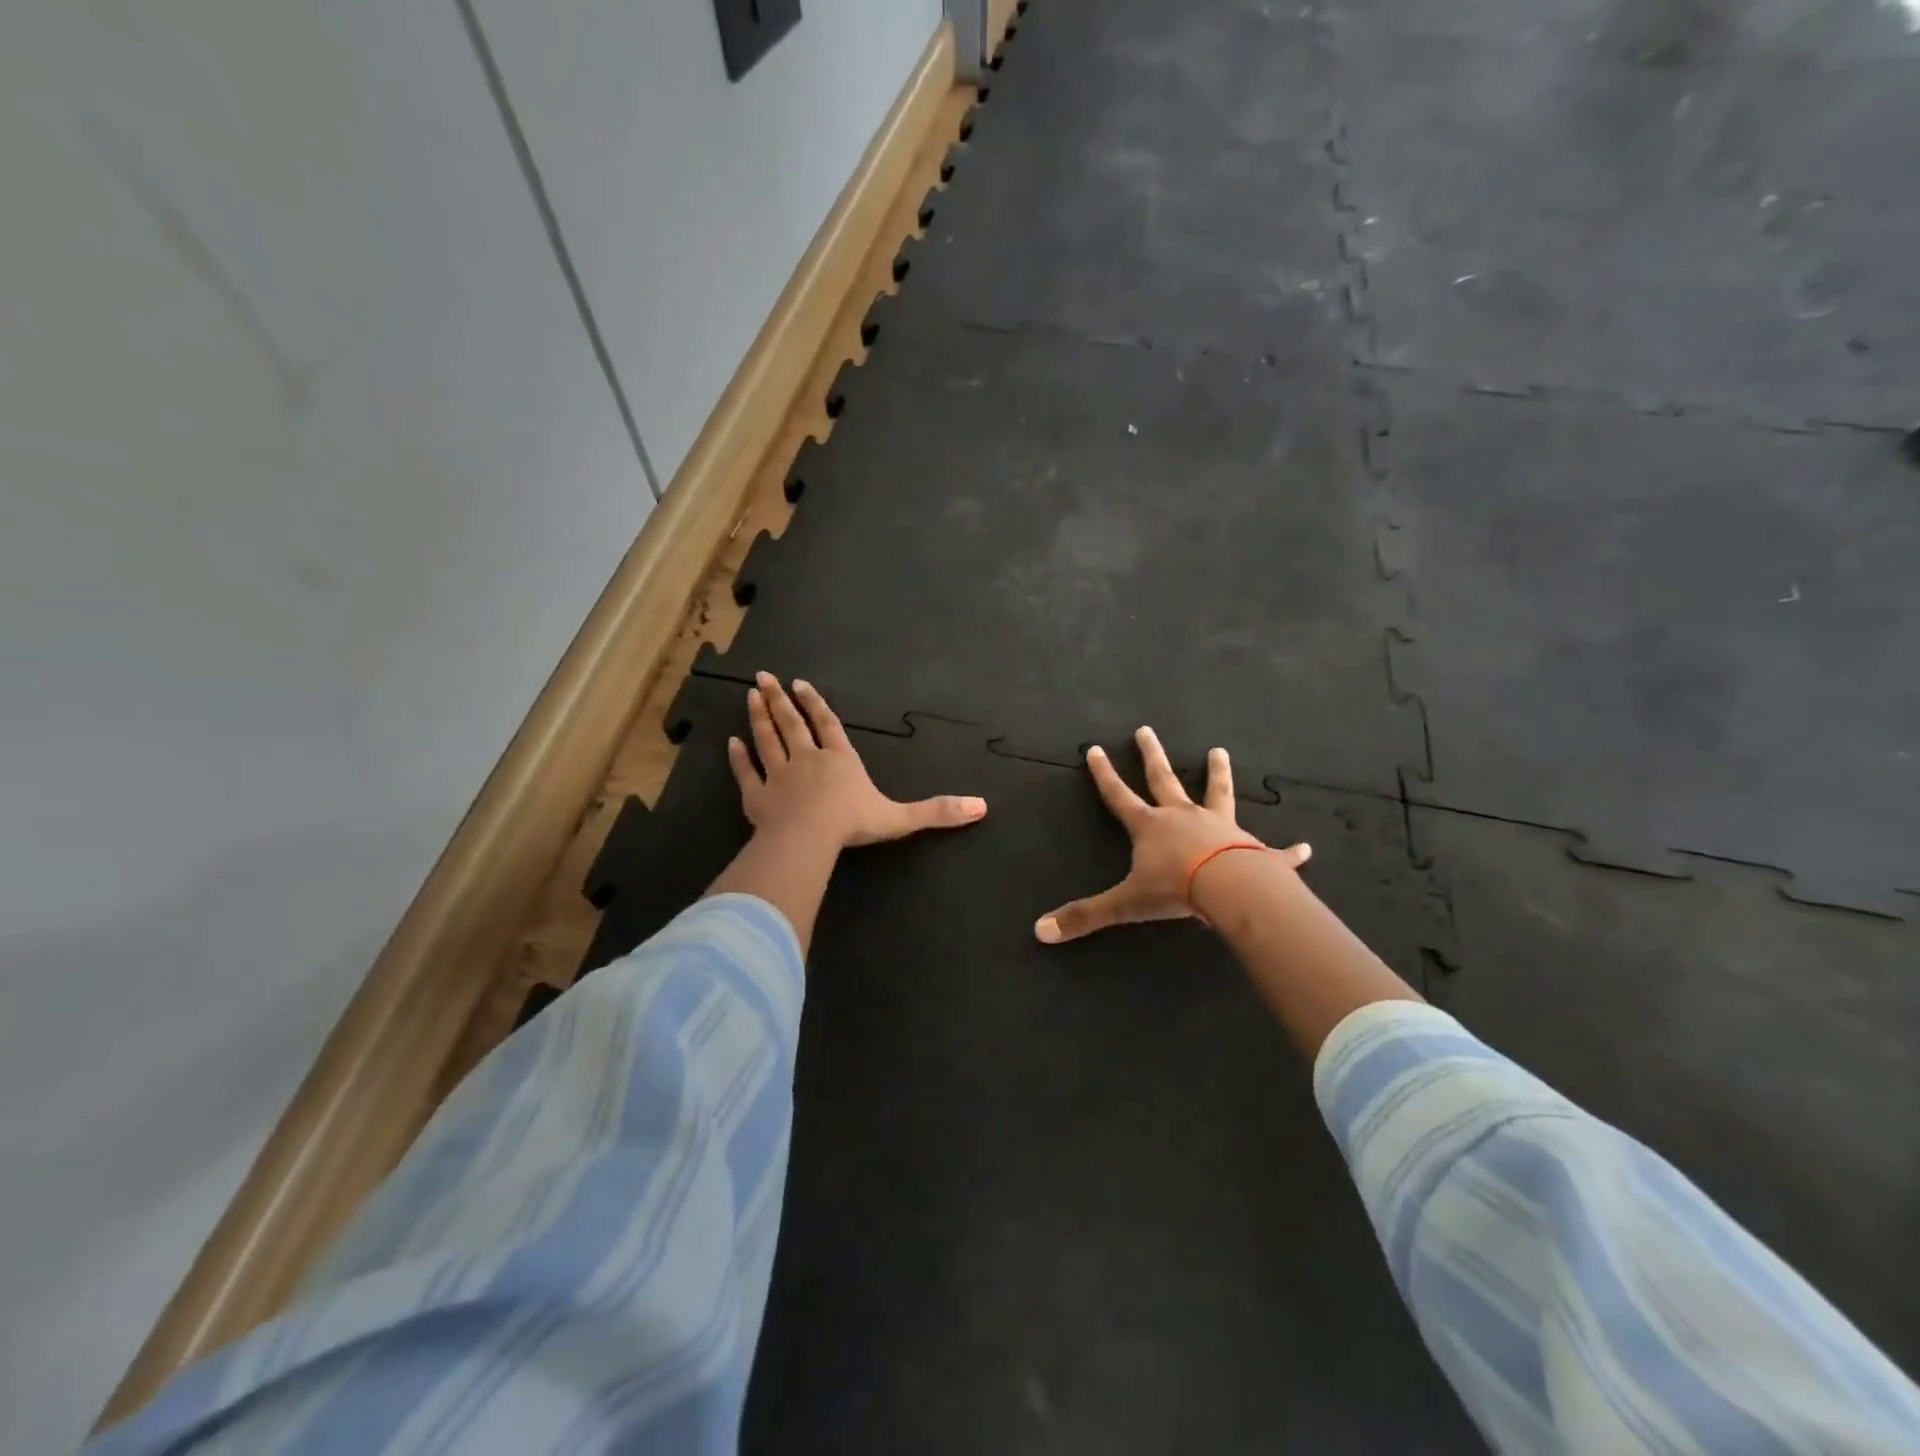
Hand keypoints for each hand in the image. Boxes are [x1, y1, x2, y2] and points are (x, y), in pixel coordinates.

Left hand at [729, 673, 986, 848]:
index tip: (799, 684)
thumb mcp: (900, 817)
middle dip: (779, 700)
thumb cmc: (853, 823)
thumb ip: (937, 811)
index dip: (815, 704)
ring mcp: (778, 777)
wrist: (808, 839)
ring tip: (750, 696)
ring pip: (766, 741)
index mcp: (839, 760)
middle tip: (763, 677)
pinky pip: (746, 774)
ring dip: (758, 718)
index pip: (827, 725)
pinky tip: (730, 743)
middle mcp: (807, 761)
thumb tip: (982, 807)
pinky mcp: (757, 799)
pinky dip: (738, 759)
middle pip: (791, 724)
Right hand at [1035, 726, 1309, 943]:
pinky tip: (1306, 848)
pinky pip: (1274, 852)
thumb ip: (1085, 917)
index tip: (1094, 749)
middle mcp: (1184, 817)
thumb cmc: (1174, 889)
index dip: (1104, 775)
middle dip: (1152, 756)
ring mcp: (1221, 828)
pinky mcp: (1255, 850)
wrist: (1229, 890)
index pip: (1119, 796)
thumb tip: (1039, 931)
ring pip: (1218, 793)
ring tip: (1220, 752)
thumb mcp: (1125, 904)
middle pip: (1164, 780)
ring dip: (1218, 774)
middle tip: (1146, 730)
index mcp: (1151, 827)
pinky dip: (1288, 852)